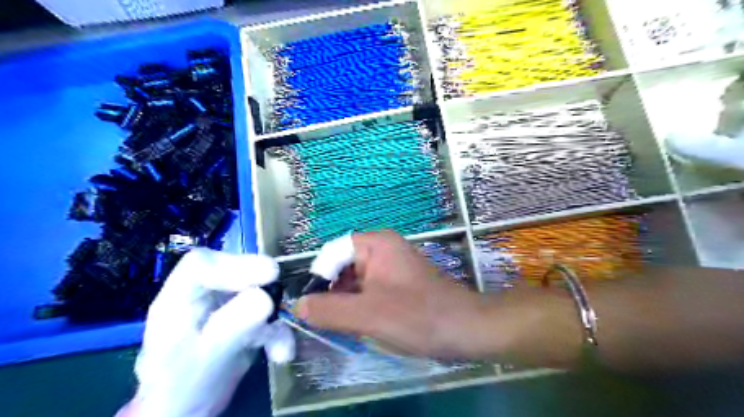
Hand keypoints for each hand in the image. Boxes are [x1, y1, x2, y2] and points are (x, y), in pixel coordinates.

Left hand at [118, 249, 295, 414]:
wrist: (186, 412)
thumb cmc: (182, 387)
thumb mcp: (206, 357)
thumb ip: (232, 326)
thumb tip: (267, 297)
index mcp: (179, 300)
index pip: (201, 265)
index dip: (234, 264)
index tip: (268, 275)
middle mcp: (202, 297)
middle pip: (234, 273)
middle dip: (261, 285)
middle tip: (280, 294)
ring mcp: (225, 307)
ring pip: (256, 293)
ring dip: (274, 318)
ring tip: (281, 345)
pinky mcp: (243, 320)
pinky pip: (266, 316)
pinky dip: (278, 333)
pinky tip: (282, 353)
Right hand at [296, 231, 498, 358]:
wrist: (465, 329)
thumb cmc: (417, 316)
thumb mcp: (366, 315)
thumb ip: (327, 310)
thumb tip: (298, 305)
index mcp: (375, 243)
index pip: (331, 253)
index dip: (319, 277)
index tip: (313, 306)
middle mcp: (382, 248)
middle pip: (342, 266)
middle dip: (333, 293)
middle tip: (330, 321)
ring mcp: (392, 265)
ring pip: (355, 281)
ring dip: (347, 303)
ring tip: (348, 326)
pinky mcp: (398, 282)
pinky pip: (369, 289)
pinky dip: (361, 306)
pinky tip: (364, 325)